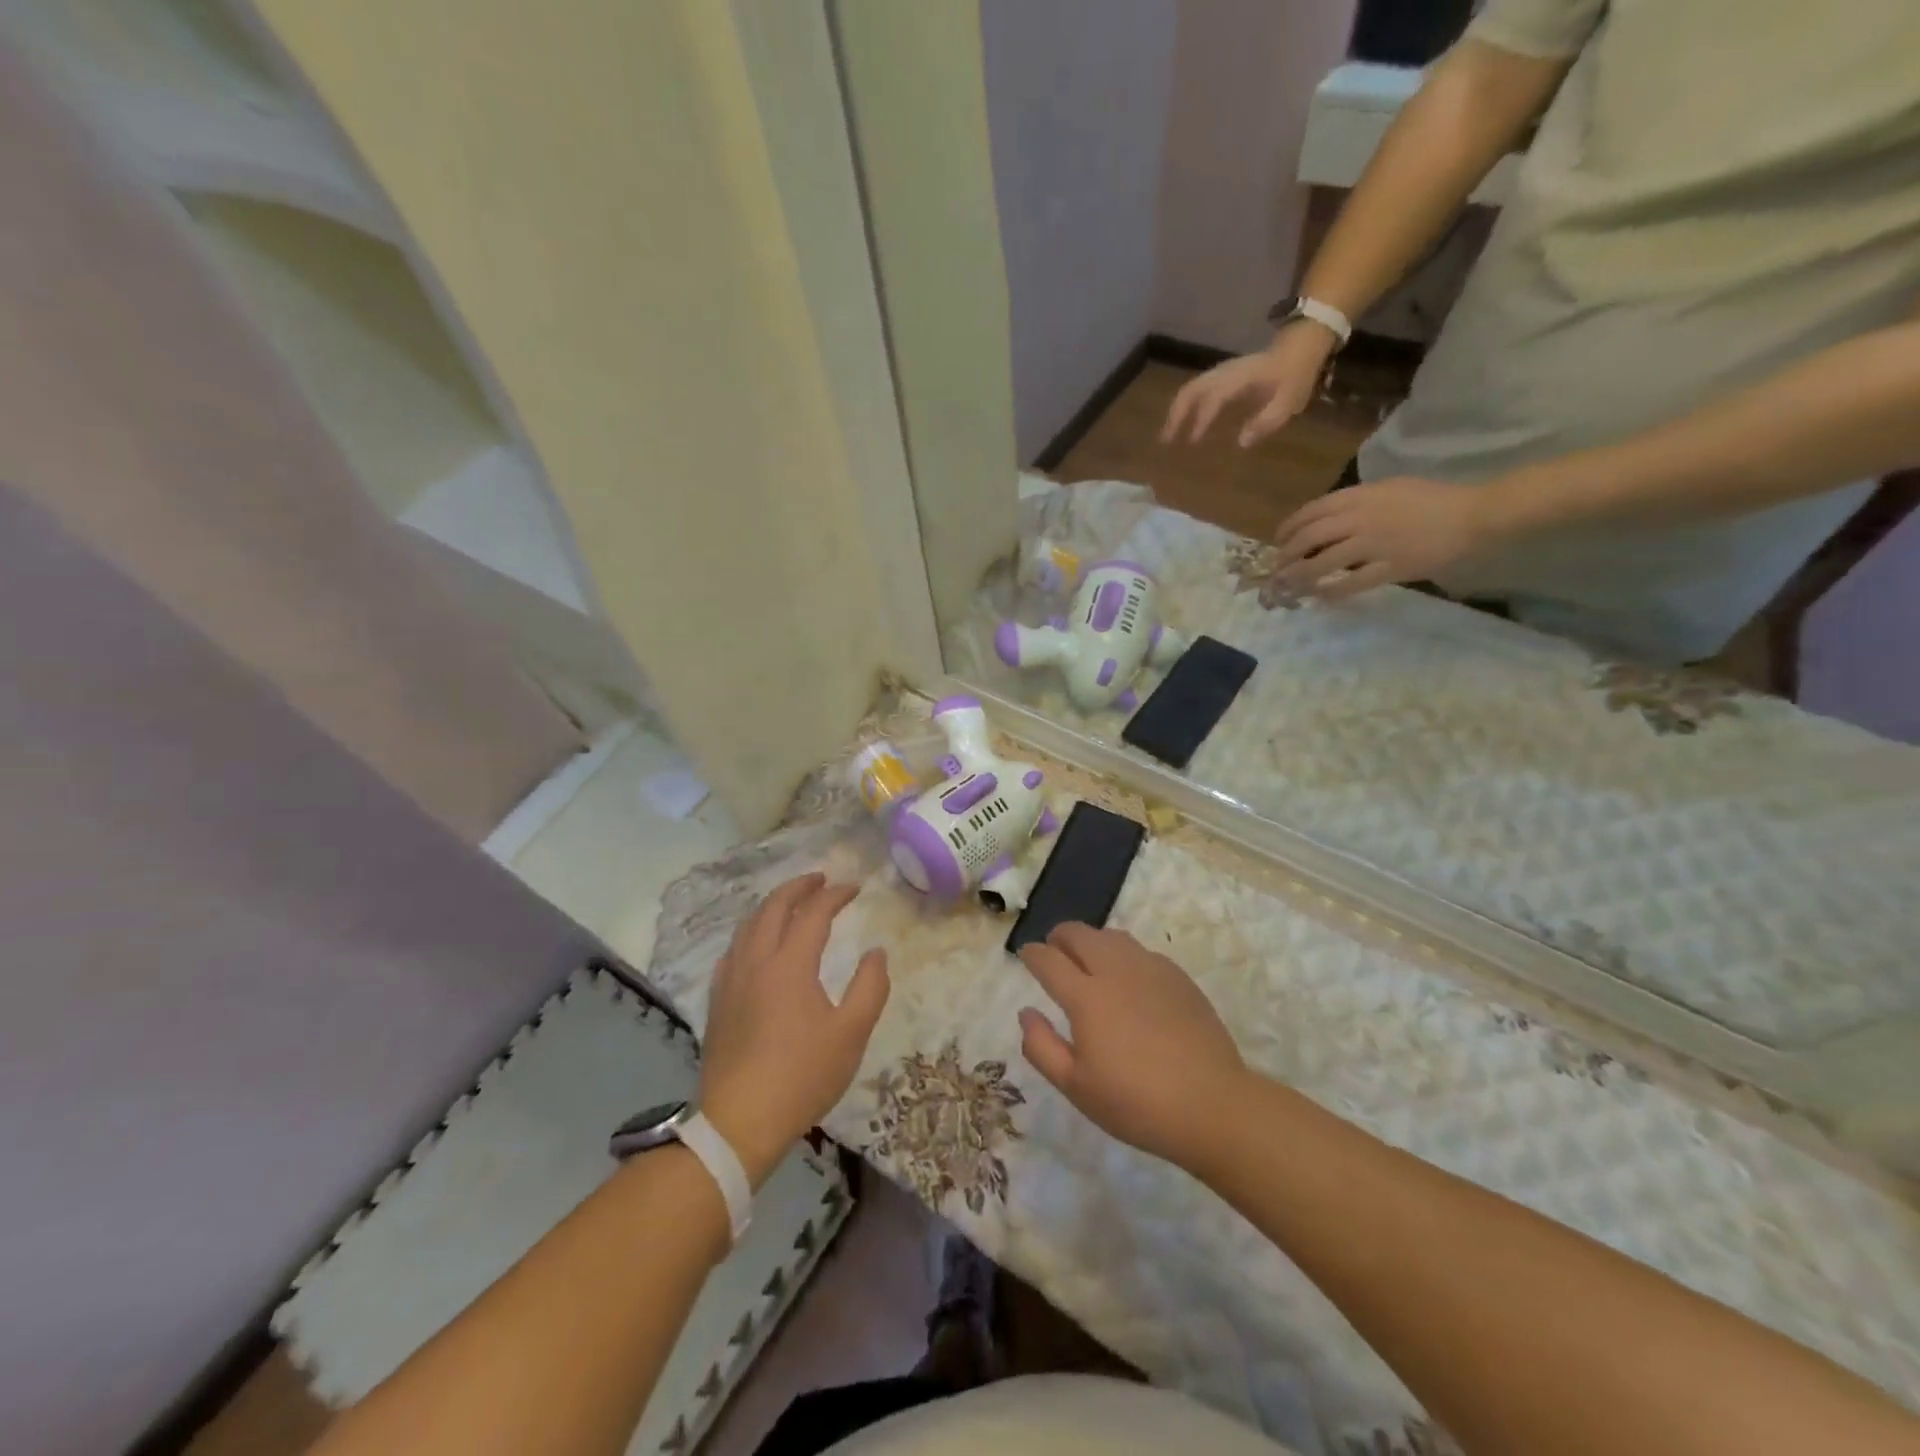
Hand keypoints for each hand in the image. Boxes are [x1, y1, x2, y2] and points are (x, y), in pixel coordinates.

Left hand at [699, 874, 889, 1186]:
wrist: (739, 1121)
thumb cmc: (802, 1075)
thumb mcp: (851, 1033)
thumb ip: (870, 987)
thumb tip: (876, 952)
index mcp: (790, 964)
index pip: (813, 913)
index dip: (835, 895)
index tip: (854, 887)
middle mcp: (756, 962)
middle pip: (773, 908)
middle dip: (798, 887)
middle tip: (819, 879)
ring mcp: (731, 981)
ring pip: (748, 926)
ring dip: (772, 905)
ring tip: (790, 903)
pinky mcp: (718, 1002)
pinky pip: (732, 950)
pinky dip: (750, 933)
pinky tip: (755, 944)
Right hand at [1016, 924, 1246, 1168]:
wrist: (1212, 1104)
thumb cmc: (1136, 1103)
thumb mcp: (1076, 1087)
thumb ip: (1042, 1047)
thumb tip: (1026, 1013)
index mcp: (1086, 997)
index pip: (1049, 960)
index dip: (1032, 954)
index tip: (1026, 955)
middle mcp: (1115, 971)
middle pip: (1079, 934)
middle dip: (1059, 937)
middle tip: (1054, 951)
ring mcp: (1150, 969)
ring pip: (1111, 936)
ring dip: (1091, 941)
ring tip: (1088, 961)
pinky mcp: (1178, 977)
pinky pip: (1141, 951)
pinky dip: (1123, 954)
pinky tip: (1128, 979)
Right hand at [1161, 324, 1336, 448]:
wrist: (1300, 346)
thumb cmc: (1295, 375)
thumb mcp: (1289, 401)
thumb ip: (1265, 422)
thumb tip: (1241, 442)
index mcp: (1240, 378)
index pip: (1214, 396)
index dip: (1202, 418)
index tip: (1193, 441)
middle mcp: (1225, 373)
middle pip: (1191, 390)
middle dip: (1177, 415)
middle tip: (1166, 441)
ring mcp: (1221, 373)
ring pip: (1190, 389)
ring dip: (1177, 411)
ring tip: (1169, 435)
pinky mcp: (1221, 377)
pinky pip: (1196, 390)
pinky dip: (1185, 406)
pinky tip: (1183, 423)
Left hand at [1272, 476, 1502, 599]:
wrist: (1474, 514)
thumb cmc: (1432, 499)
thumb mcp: (1388, 489)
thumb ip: (1356, 503)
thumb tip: (1324, 521)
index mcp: (1360, 496)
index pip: (1310, 512)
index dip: (1288, 529)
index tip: (1278, 542)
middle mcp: (1360, 519)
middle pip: (1309, 538)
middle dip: (1287, 556)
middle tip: (1278, 569)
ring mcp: (1373, 544)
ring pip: (1323, 563)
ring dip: (1300, 577)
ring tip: (1289, 586)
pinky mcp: (1389, 568)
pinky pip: (1351, 583)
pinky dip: (1331, 591)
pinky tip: (1320, 597)